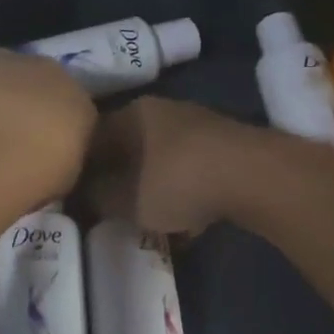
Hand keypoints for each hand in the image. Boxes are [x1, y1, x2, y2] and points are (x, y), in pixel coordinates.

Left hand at [0, 48, 97, 201]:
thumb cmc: (33, 176)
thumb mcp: (63, 179)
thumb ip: (61, 157)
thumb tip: (50, 155)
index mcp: (81, 103)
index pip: (75, 111)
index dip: (56, 130)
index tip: (42, 151)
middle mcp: (50, 71)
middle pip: (41, 84)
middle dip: (28, 105)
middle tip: (8, 138)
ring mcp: (7, 60)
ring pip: (3, 73)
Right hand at [79, 97, 268, 234]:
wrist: (256, 177)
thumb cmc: (177, 182)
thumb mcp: (123, 199)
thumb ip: (96, 197)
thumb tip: (84, 194)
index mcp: (130, 113)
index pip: (91, 138)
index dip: (80, 169)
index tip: (77, 197)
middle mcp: (162, 110)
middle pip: (128, 148)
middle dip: (119, 180)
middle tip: (112, 211)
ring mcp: (198, 125)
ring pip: (161, 161)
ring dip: (153, 189)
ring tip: (151, 222)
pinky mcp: (226, 146)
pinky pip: (191, 172)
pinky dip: (184, 194)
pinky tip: (188, 223)